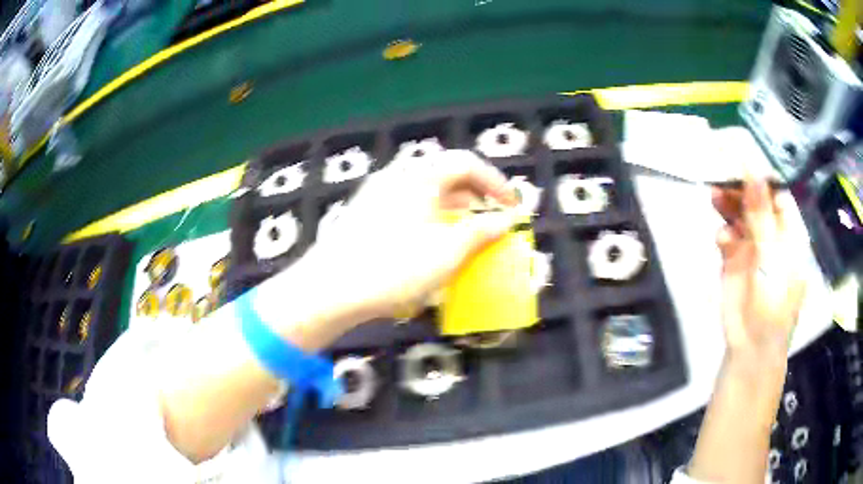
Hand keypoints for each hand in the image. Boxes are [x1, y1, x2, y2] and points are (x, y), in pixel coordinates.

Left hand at [303, 149, 518, 319]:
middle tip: (492, 218)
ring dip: (452, 208)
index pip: (467, 163)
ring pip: (425, 191)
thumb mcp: (448, 252)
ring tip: (467, 232)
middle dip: (475, 195)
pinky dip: (430, 217)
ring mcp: (377, 193)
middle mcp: (397, 175)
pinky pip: (407, 205)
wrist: (330, 289)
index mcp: (420, 175)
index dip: (496, 182)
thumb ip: (481, 232)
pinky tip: (431, 241)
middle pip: (445, 174)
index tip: (513, 207)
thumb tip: (505, 221)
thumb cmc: (395, 267)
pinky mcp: (364, 213)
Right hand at [712, 173, 807, 359]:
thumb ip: (762, 216)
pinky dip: (723, 233)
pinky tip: (721, 239)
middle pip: (755, 201)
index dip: (760, 176)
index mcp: (789, 232)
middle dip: (739, 189)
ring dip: (727, 206)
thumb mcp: (772, 259)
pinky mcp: (734, 261)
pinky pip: (727, 237)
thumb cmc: (773, 304)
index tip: (741, 158)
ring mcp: (753, 247)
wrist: (752, 346)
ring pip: (739, 216)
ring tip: (714, 197)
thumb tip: (753, 172)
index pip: (776, 193)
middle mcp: (772, 234)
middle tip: (721, 176)